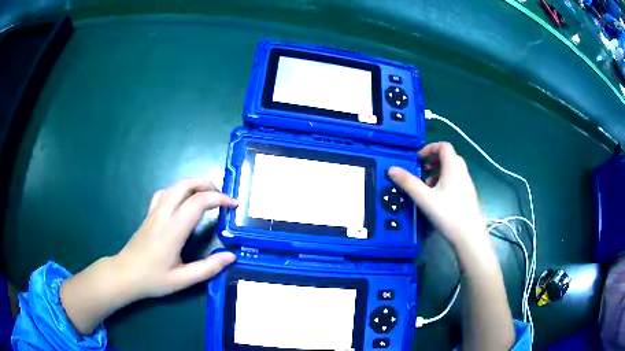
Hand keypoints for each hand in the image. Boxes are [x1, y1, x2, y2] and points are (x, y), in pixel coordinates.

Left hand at [61, 179, 237, 333]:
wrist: (125, 274)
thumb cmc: (153, 279)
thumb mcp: (183, 280)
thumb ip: (208, 269)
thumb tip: (231, 256)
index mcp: (173, 229)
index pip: (198, 202)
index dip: (219, 199)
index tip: (233, 205)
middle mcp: (163, 214)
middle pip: (185, 185)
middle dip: (207, 185)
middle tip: (222, 197)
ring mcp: (154, 212)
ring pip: (175, 186)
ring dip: (194, 185)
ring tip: (208, 196)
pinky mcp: (149, 215)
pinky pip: (164, 193)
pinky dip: (178, 190)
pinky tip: (183, 201)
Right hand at [388, 142, 485, 247]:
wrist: (470, 236)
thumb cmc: (449, 214)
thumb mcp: (425, 199)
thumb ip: (408, 183)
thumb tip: (391, 169)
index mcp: (453, 168)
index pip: (444, 146)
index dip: (430, 147)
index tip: (418, 159)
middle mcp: (462, 172)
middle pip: (449, 157)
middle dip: (434, 161)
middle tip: (423, 172)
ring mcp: (467, 184)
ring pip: (453, 170)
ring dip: (439, 173)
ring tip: (428, 188)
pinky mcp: (469, 196)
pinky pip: (456, 181)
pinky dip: (446, 182)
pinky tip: (438, 200)